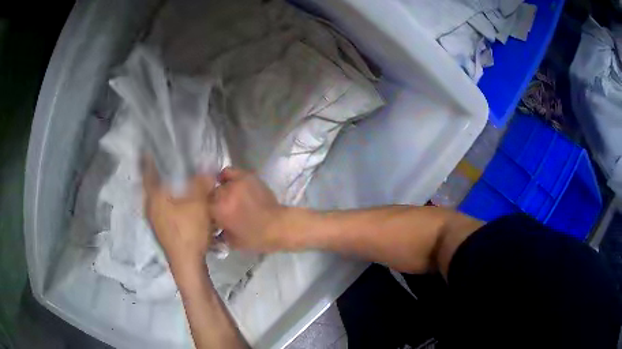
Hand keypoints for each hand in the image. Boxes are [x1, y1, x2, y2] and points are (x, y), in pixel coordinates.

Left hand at [142, 159, 215, 266]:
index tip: (152, 149)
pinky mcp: (159, 228)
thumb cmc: (190, 230)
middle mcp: (149, 205)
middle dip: (159, 173)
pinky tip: (179, 203)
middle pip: (151, 183)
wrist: (186, 263)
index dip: (148, 158)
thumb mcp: (200, 203)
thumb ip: (202, 183)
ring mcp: (153, 219)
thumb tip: (205, 169)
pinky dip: (167, 200)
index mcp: (155, 196)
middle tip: (171, 164)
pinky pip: (160, 207)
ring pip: (156, 196)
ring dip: (164, 188)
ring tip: (177, 182)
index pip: (147, 170)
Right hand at [211, 167, 288, 251]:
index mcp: (219, 210)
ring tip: (225, 197)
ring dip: (220, 190)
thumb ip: (217, 233)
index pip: (201, 205)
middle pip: (209, 193)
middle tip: (218, 208)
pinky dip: (226, 177)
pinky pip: (229, 172)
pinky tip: (228, 183)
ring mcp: (236, 183)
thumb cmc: (255, 238)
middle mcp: (224, 194)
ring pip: (218, 183)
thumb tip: (210, 227)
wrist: (278, 226)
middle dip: (212, 201)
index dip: (203, 211)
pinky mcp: (247, 177)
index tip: (208, 215)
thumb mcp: (231, 241)